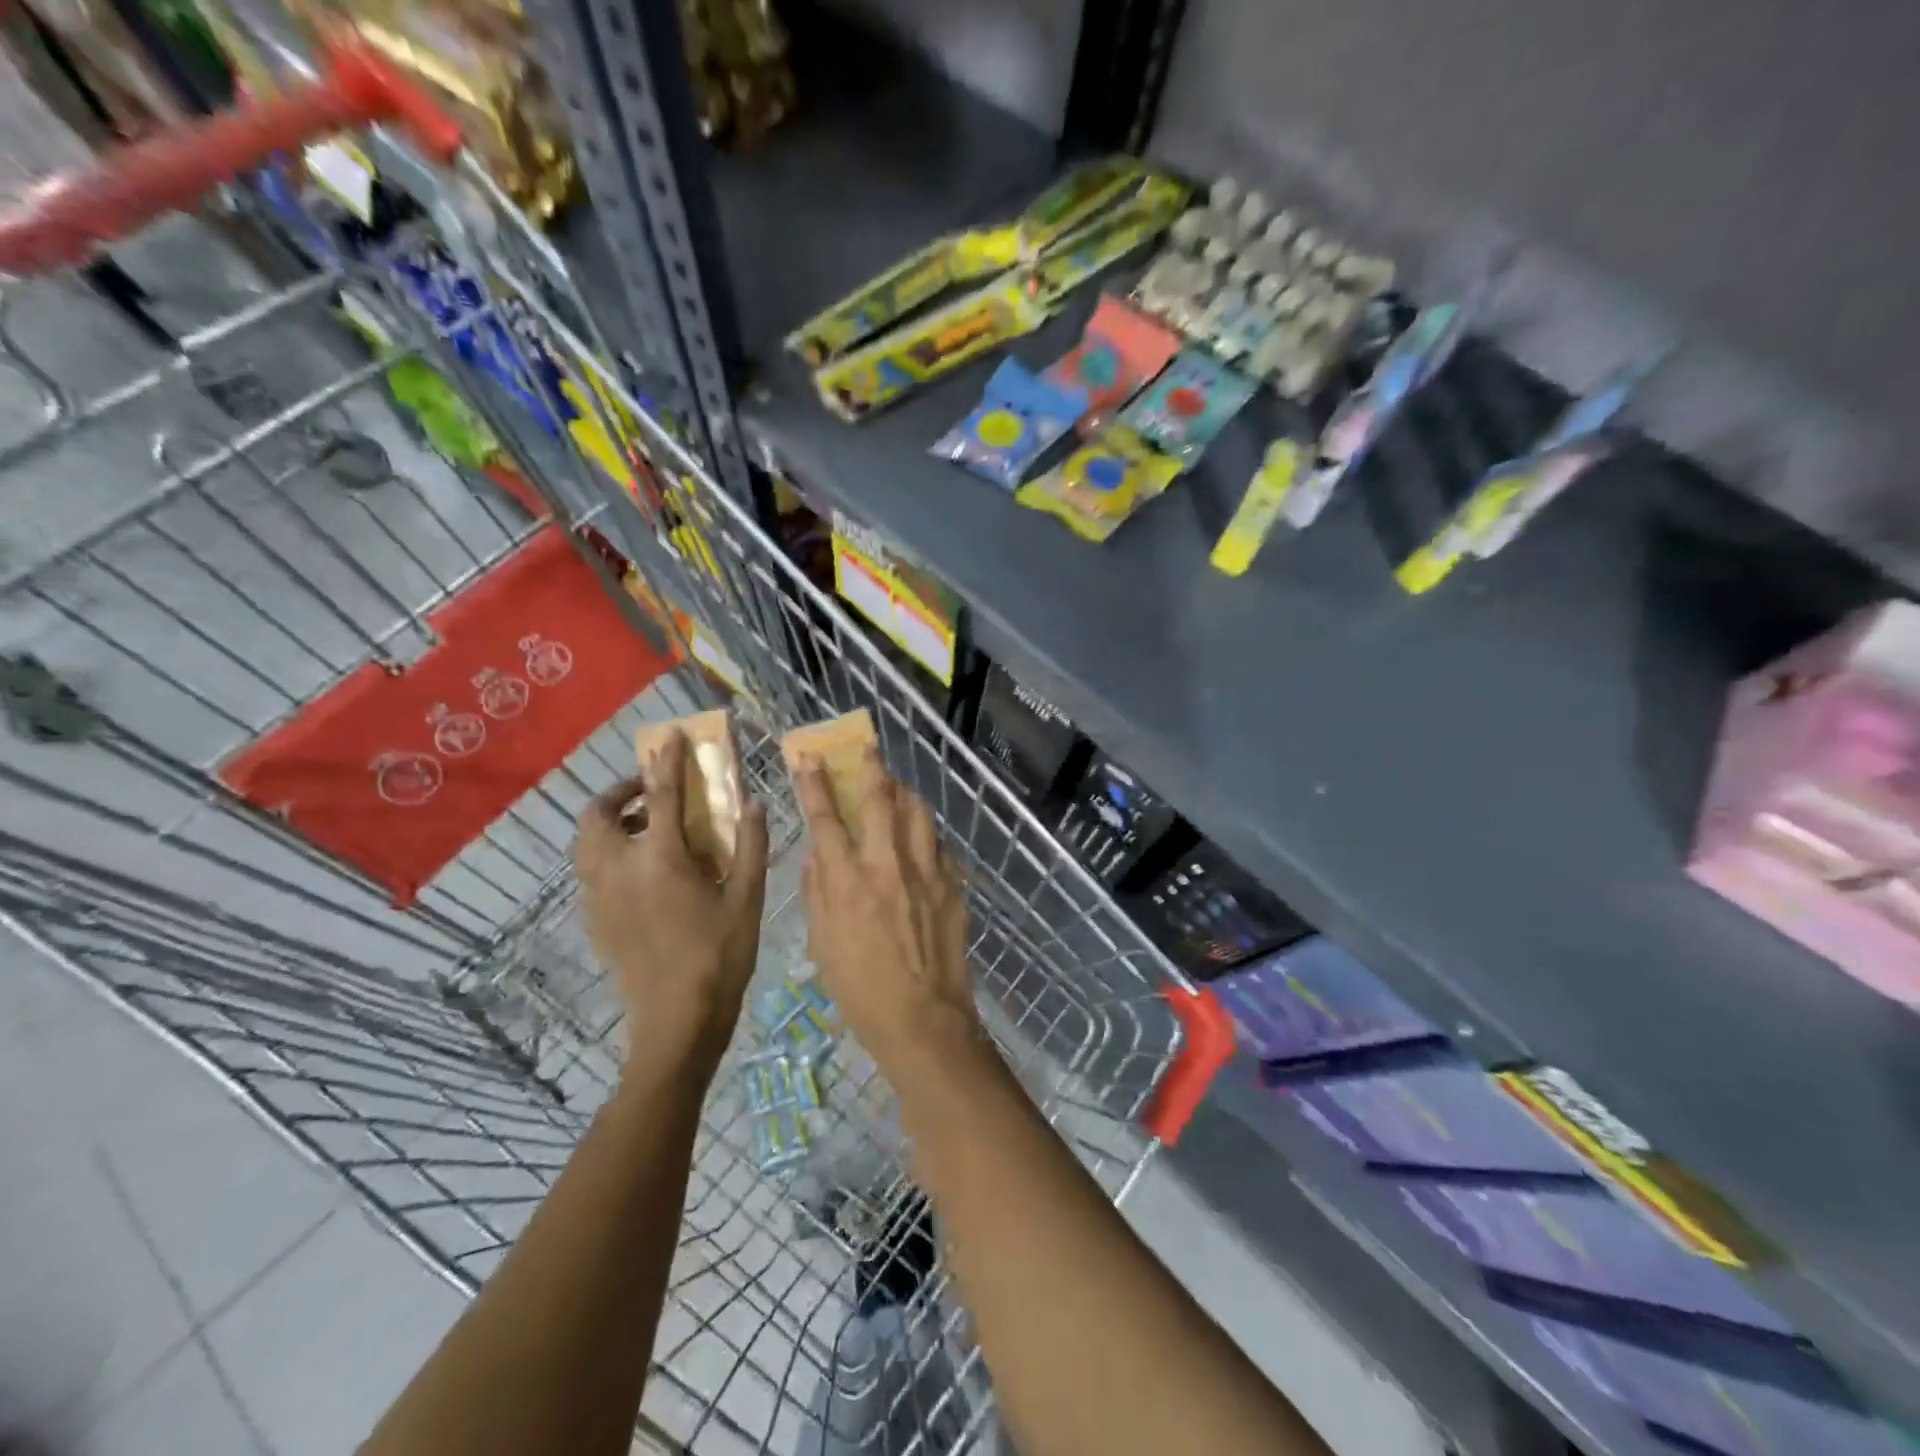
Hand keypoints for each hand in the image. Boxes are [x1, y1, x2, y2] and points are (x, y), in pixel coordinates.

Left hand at [574, 730, 769, 1079]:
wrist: (677, 1021)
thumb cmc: (720, 956)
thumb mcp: (748, 898)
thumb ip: (750, 844)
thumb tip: (755, 802)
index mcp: (660, 859)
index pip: (660, 795)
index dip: (667, 761)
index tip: (671, 737)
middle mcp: (619, 869)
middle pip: (598, 814)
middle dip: (620, 793)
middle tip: (653, 793)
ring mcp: (600, 897)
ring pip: (587, 843)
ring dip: (612, 822)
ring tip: (648, 828)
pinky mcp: (595, 920)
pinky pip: (591, 870)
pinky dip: (609, 853)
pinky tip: (643, 872)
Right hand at [794, 746, 977, 1060]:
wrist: (924, 1019)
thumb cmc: (861, 989)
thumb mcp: (823, 944)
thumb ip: (819, 892)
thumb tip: (817, 856)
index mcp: (848, 881)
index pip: (826, 818)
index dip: (815, 783)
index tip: (810, 757)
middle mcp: (888, 865)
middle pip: (879, 799)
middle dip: (870, 767)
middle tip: (867, 747)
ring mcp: (926, 871)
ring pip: (917, 813)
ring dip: (904, 794)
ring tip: (896, 790)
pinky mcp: (953, 884)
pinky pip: (938, 845)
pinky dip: (925, 835)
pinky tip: (920, 843)